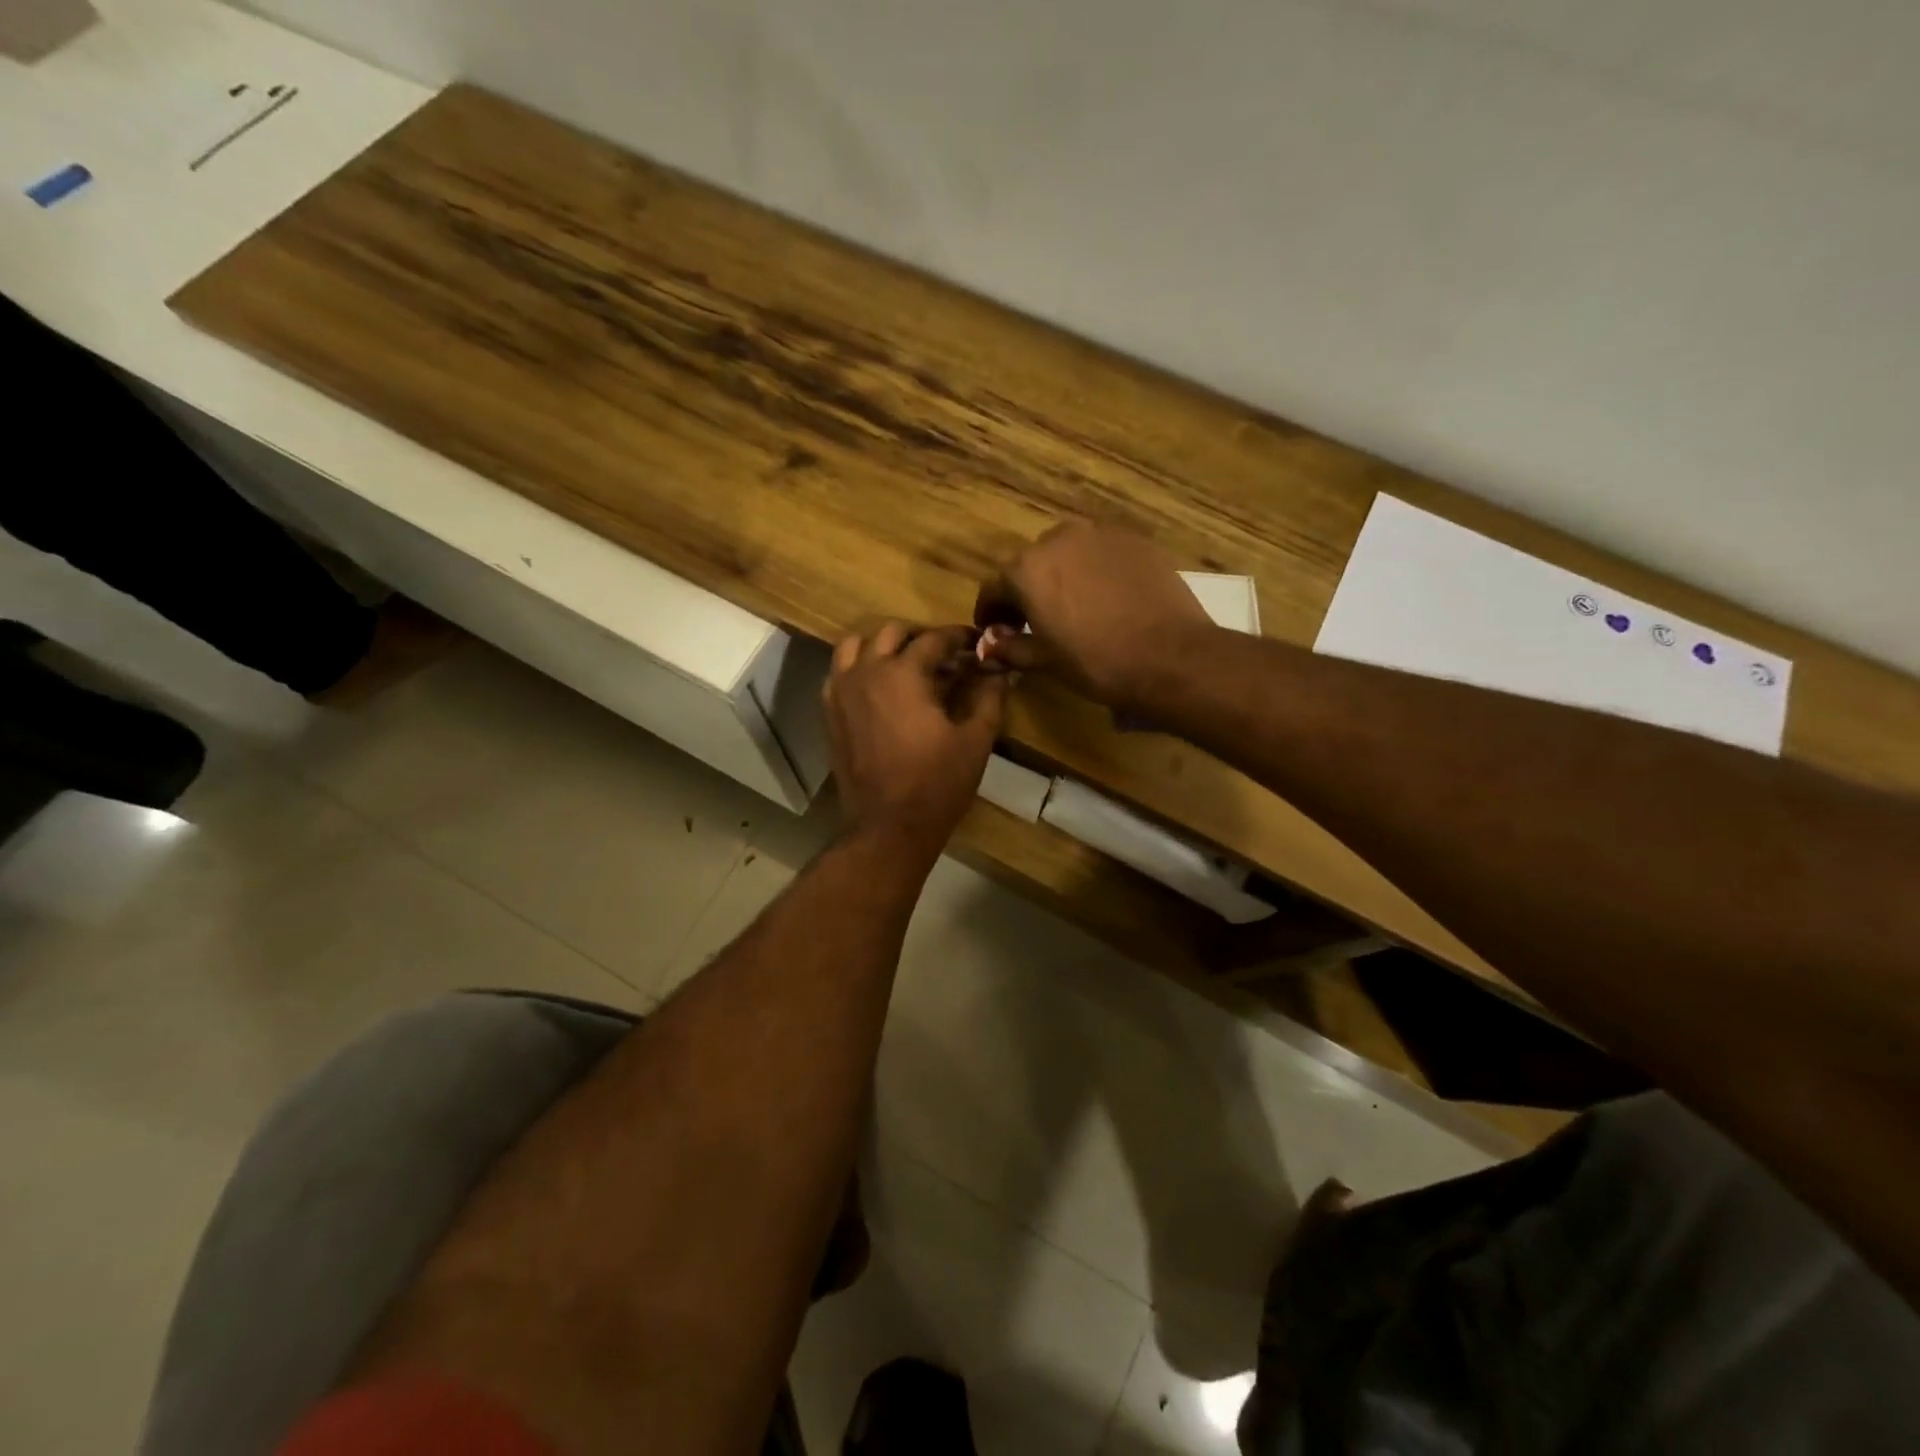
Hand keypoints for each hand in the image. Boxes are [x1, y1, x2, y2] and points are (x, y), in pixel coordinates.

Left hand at [825, 623, 1007, 859]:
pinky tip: (879, 689)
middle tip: (945, 656)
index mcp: (903, 673)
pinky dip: (858, 668)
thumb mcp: (975, 740)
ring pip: (856, 646)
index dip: (959, 637)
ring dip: (883, 646)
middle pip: (892, 632)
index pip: (934, 639)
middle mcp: (867, 672)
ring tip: (906, 665)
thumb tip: (1000, 671)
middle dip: (921, 637)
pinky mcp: (829, 713)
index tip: (976, 643)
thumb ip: (989, 697)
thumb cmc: (937, 783)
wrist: (888, 826)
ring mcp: (841, 691)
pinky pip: (838, 673)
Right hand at [974, 520, 1214, 707]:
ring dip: (1062, 574)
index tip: (994, 629)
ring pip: (1068, 552)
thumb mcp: (1045, 661)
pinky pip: (1102, 552)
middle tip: (1035, 620)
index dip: (990, 611)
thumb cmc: (1096, 662)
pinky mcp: (1135, 539)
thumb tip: (989, 646)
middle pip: (1031, 564)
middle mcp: (1058, 539)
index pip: (994, 587)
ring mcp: (1100, 534)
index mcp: (1026, 570)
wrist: (1169, 655)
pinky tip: (1107, 596)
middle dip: (1027, 590)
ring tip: (1074, 605)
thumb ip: (1011, 648)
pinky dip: (1095, 569)